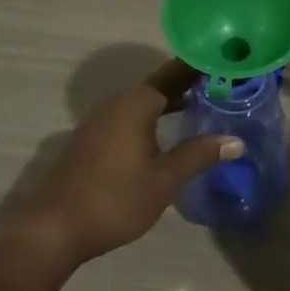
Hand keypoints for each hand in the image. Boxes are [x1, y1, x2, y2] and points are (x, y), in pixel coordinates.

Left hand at [14, 58, 240, 269]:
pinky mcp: (93, 138)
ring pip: (144, 102)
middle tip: (225, 85)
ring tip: (204, 105)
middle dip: (190, 84)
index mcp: (136, 103)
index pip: (176, 73)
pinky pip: (131, 116)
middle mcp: (118, 102)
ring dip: (172, 101)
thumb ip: (199, 155)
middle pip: (160, 85)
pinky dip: (154, 117)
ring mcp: (101, 120)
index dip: (201, 67)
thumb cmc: (114, 199)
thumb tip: (236, 141)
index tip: (227, 62)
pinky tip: (168, 133)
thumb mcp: (164, 180)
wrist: (53, 228)